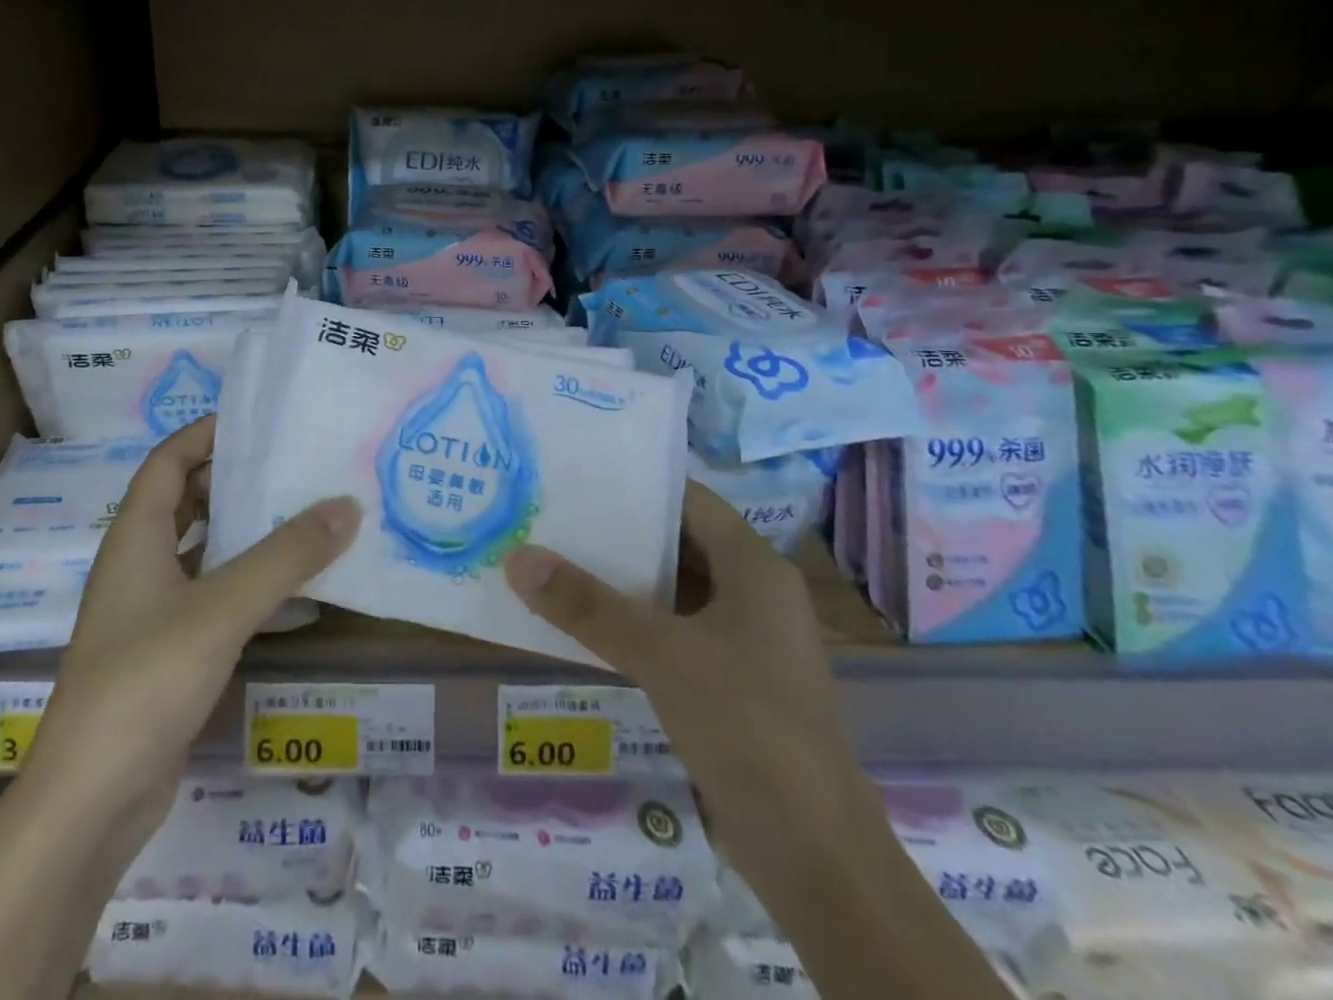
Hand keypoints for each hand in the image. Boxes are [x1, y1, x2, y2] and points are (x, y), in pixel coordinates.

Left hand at [25, 418, 359, 847]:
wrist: (90, 801)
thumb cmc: (146, 680)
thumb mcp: (222, 608)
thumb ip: (286, 557)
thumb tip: (347, 506)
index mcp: (135, 538)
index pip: (167, 462)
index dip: (204, 435)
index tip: (257, 422)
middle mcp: (137, 566)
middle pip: (184, 502)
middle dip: (232, 481)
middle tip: (291, 467)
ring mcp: (149, 613)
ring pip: (200, 552)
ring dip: (243, 534)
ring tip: (301, 517)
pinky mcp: (166, 654)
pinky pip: (211, 599)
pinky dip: (246, 585)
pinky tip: (291, 593)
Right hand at [503, 481, 880, 900]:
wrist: (816, 856)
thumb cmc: (748, 728)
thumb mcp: (661, 656)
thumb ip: (587, 606)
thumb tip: (518, 558)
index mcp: (754, 567)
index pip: (688, 499)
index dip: (634, 485)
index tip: (575, 477)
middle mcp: (753, 592)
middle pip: (676, 542)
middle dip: (616, 533)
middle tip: (550, 517)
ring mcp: (744, 639)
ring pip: (671, 590)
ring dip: (620, 581)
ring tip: (553, 561)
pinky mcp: (731, 680)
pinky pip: (673, 632)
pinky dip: (632, 623)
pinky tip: (582, 624)